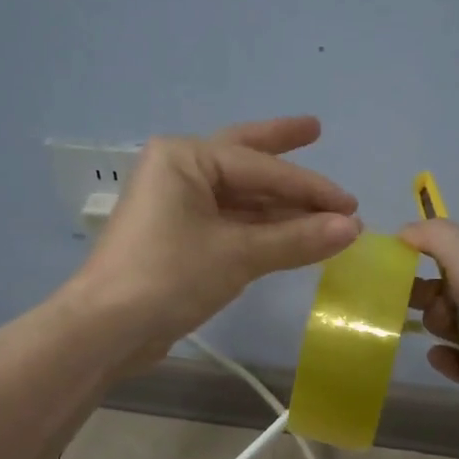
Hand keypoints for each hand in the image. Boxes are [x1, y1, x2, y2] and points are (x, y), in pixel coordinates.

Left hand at [73, 116, 360, 358]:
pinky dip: (261, 227)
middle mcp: (178, 170)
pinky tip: (291, 231)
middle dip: (281, 148)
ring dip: (279, 204)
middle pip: (244, 157)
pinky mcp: (177, 236)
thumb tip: (352, 228)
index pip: (262, 168)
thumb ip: (297, 238)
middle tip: (316, 128)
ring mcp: (175, 204)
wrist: (106, 329)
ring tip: (323, 207)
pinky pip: (229, 221)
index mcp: (185, 158)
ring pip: (239, 195)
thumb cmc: (169, 277)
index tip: (352, 205)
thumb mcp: (238, 255)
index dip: (311, 186)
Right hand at [402, 220, 458, 412]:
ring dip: (441, 331)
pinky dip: (450, 364)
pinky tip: (440, 354)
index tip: (403, 277)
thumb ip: (429, 236)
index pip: (458, 274)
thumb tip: (400, 233)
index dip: (430, 274)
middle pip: (454, 308)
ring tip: (442, 327)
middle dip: (434, 304)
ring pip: (457, 340)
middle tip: (430, 304)